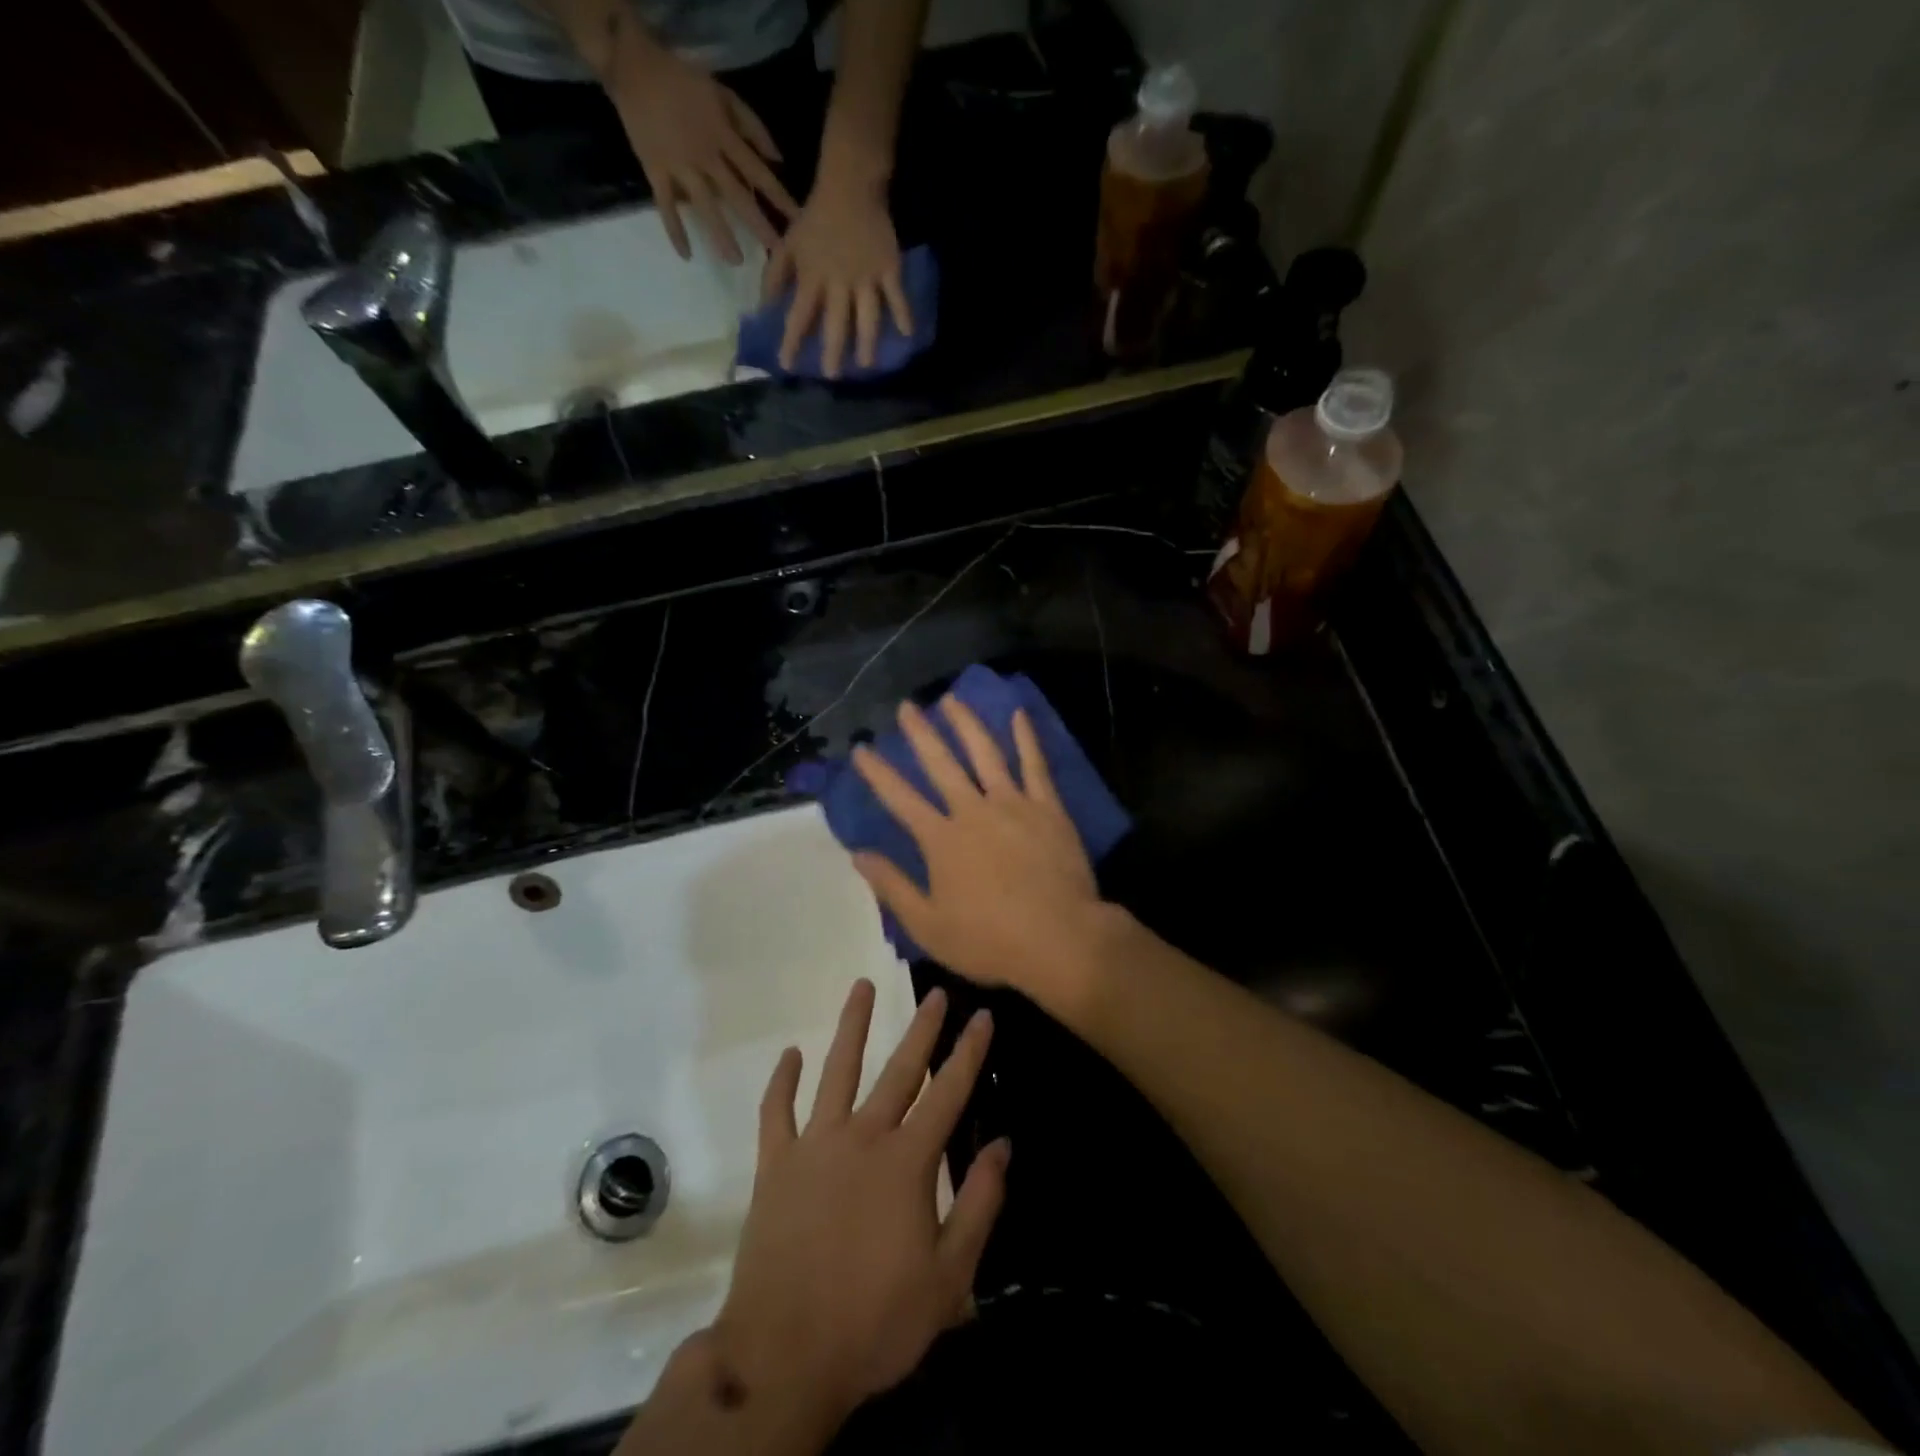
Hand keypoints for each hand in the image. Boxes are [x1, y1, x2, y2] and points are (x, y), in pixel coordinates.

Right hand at [605, 30, 797, 263]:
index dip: (780, 198)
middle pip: (737, 196)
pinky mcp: (655, 170)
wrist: (634, 64)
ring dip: (721, 234)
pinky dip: (675, 230)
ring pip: (704, 205)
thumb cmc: (684, 81)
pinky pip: (666, 205)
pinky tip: (686, 255)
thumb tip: (778, 160)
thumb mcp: (723, 94)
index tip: (798, 223)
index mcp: (724, 137)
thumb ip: (752, 127)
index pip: (759, 174)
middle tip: (776, 253)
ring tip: (736, 261)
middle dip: (758, 225)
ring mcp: (679, 165)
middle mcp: (705, 156)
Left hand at [712, 980, 1007, 1424]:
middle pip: (899, 1070)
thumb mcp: (949, 1278)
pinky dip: (782, 1081)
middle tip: (936, 994)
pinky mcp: (774, 1164)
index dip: (969, 1053)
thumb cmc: (874, 1322)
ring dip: (851, 1026)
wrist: (783, 1356)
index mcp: (906, 1162)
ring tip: (861, 985)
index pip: (948, 1093)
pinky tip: (790, 1054)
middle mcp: (862, 1137)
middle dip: (922, 1029)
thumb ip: (979, 1205)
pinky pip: (776, 1111)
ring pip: (836, 1071)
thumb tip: (1003, 1144)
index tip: (983, 1016)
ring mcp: (814, 1145)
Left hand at [763, 176, 911, 377]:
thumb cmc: (816, 219)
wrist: (850, 186)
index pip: (798, 315)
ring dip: (867, 342)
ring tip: (866, 364)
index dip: (791, 341)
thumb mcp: (789, 244)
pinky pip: (896, 295)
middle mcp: (839, 282)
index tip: (786, 365)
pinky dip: (903, 313)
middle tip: (832, 376)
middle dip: (832, 350)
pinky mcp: (888, 268)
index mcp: (812, 277)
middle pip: (835, 323)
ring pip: (867, 315)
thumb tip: (763, 308)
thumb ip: (776, 277)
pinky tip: (907, 334)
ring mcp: (866, 277)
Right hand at [851, 698, 1112, 1010]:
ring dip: (966, 724)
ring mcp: (1013, 804)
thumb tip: (858, 854)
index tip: (862, 749)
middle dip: (920, 734)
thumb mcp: (929, 925)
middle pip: (941, 764)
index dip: (878, 773)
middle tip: (907, 706)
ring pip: (985, 753)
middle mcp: (973, 811)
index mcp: (941, 840)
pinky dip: (1026, 738)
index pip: (900, 798)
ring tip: (951, 699)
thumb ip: (892, 887)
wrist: (1061, 939)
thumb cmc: (990, 940)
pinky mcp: (1047, 808)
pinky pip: (1035, 765)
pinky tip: (1018, 714)